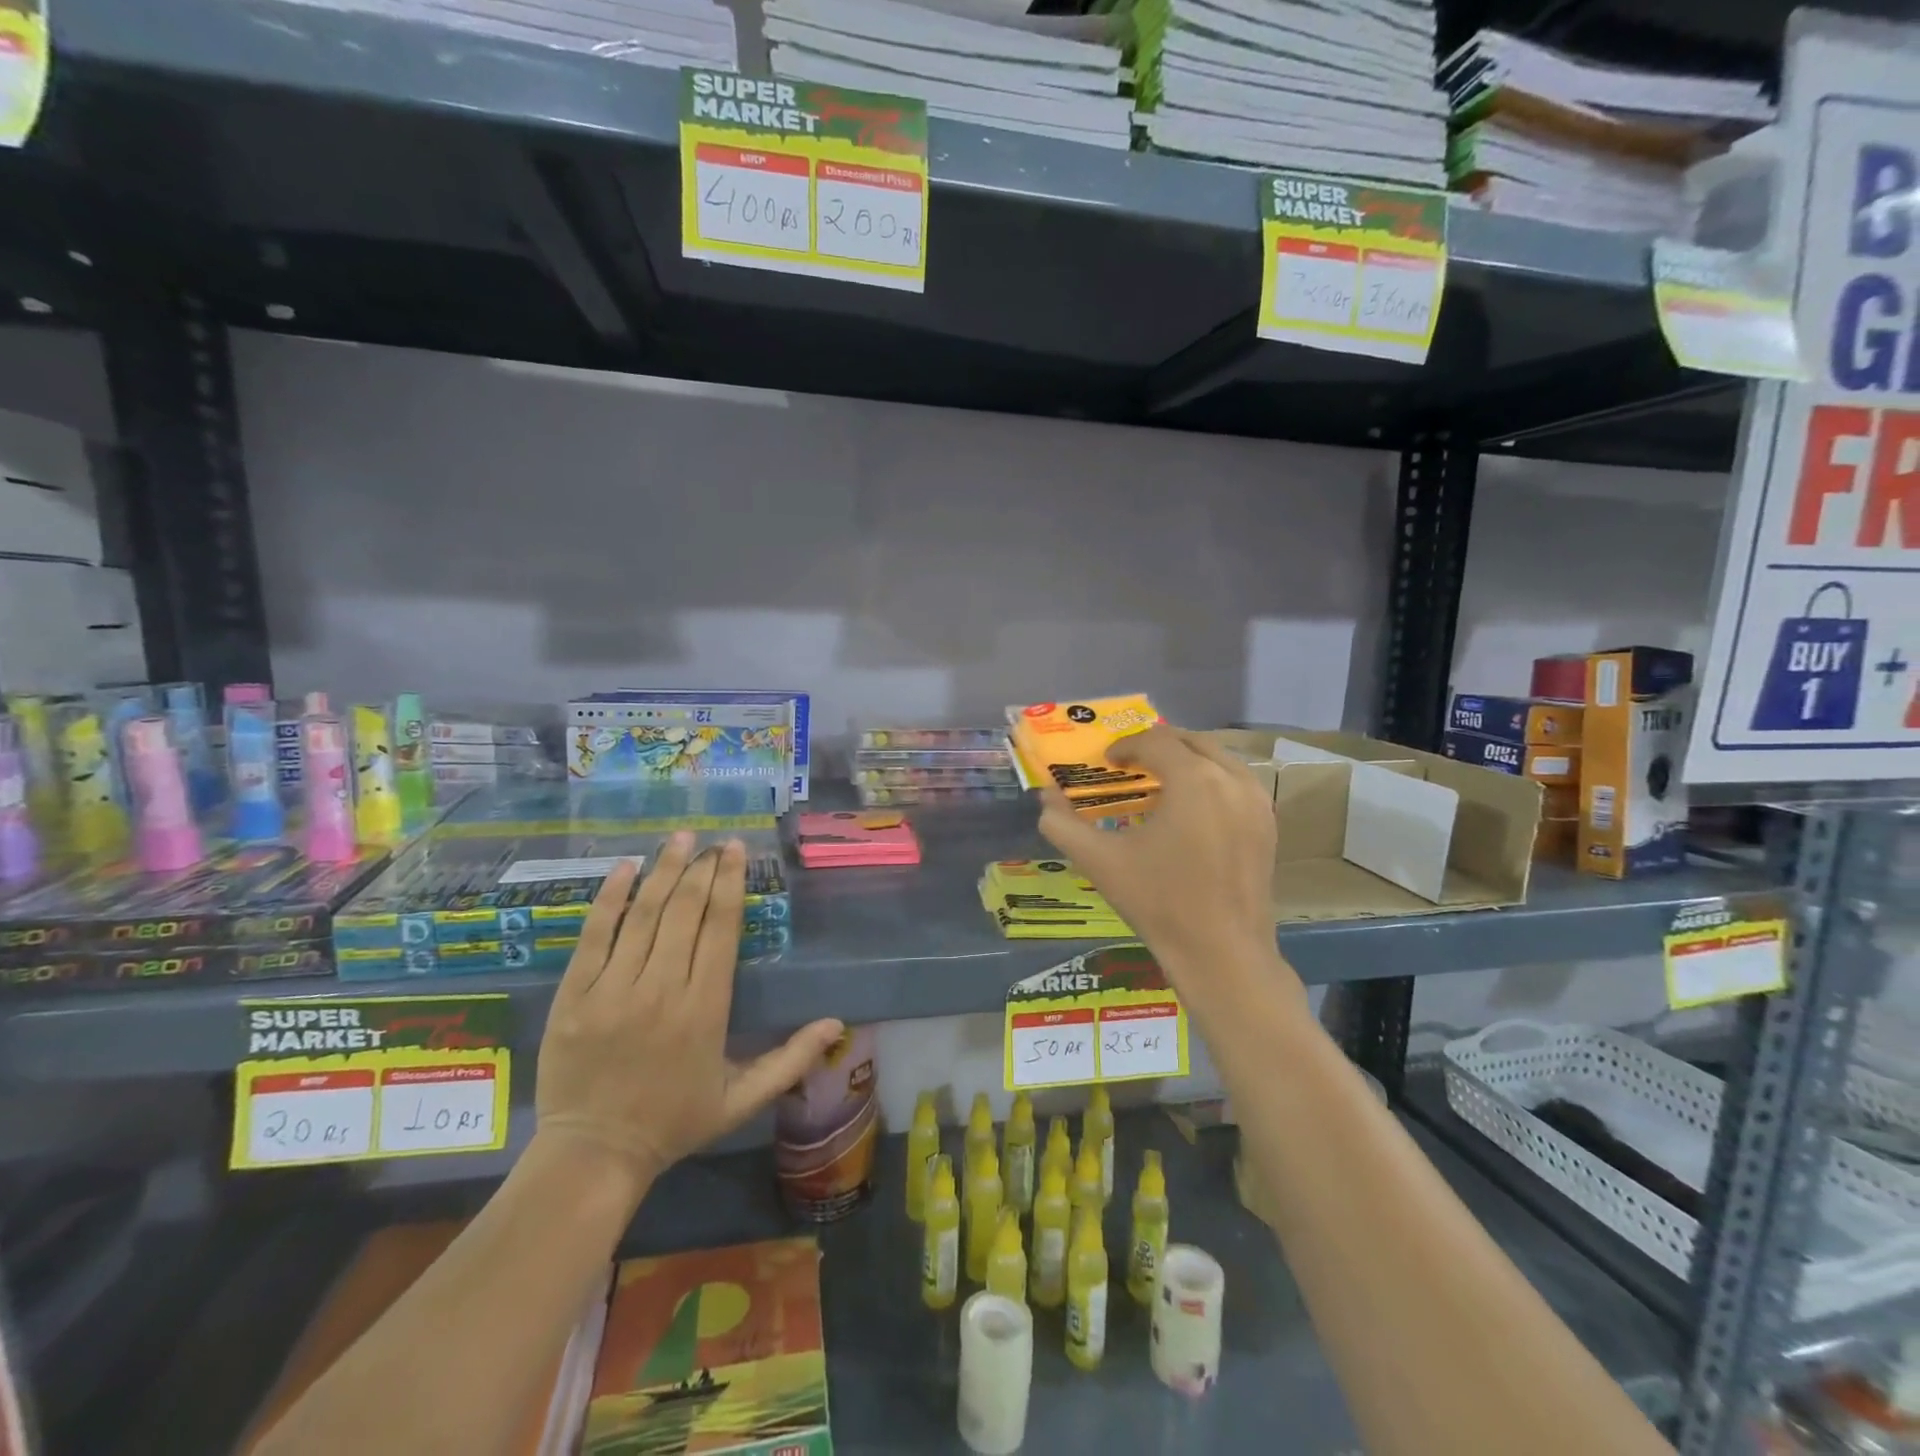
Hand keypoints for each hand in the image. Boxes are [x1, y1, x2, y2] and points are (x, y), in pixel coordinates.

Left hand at [535, 833, 842, 1201]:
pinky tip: (624, 868)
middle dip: (702, 869)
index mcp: (705, 1008)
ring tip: (679, 838)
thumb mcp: (743, 1098)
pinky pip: (594, 935)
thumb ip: (791, 1058)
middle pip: (684, 911)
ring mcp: (613, 989)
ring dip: (663, 871)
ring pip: (643, 914)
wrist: (593, 1155)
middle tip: (712, 842)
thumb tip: (838, 1024)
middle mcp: (661, 988)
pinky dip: (610, 898)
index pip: (720, 928)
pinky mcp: (574, 995)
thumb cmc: (675, 1121)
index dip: (730, 883)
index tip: (735, 850)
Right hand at [1037, 725, 1292, 996]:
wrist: (1222, 954)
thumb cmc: (1159, 904)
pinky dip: (1210, 780)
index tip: (1106, 762)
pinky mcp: (1268, 823)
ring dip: (1186, 760)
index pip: (1155, 740)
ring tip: (1159, 782)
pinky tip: (1190, 809)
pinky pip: (1237, 782)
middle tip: (1130, 765)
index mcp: (1194, 779)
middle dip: (1157, 745)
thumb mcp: (1101, 862)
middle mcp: (1232, 778)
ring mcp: (1257, 801)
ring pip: (1218, 758)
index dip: (1125, 746)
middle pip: (1190, 740)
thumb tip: (1044, 797)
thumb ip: (1063, 824)